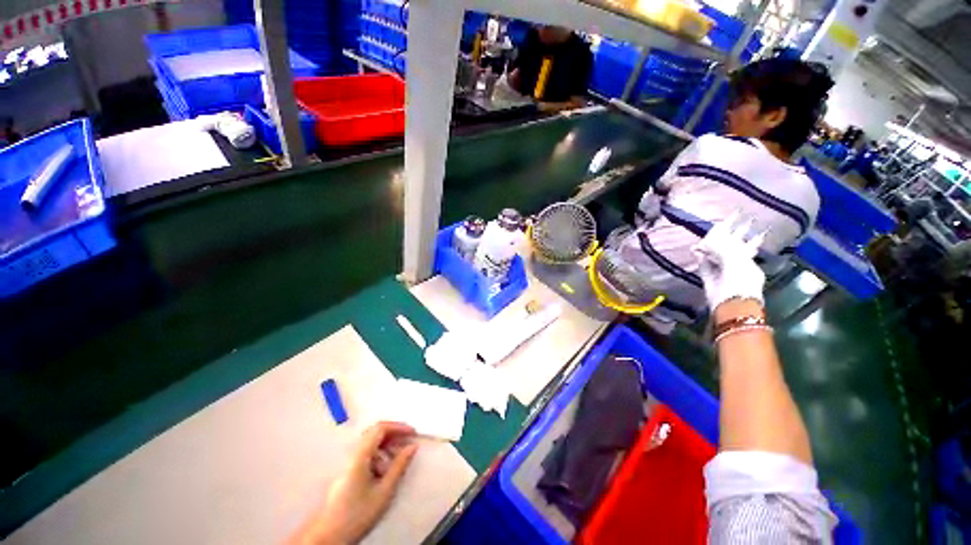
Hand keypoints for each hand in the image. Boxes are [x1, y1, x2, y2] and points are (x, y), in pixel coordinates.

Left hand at [287, 422, 417, 544]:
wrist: (329, 536)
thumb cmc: (357, 515)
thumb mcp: (384, 491)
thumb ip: (399, 466)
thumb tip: (412, 447)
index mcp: (360, 456)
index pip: (380, 428)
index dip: (398, 427)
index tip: (411, 433)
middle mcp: (352, 455)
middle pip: (375, 433)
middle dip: (393, 436)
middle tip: (407, 444)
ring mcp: (348, 463)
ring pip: (371, 444)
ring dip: (386, 448)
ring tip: (396, 462)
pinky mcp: (347, 471)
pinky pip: (366, 455)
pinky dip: (379, 457)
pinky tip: (384, 472)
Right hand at [692, 213, 766, 310]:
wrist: (731, 307)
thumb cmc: (739, 283)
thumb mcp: (735, 262)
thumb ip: (722, 249)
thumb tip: (705, 243)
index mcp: (747, 260)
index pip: (743, 241)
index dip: (739, 228)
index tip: (737, 214)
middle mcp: (736, 264)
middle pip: (731, 247)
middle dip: (728, 234)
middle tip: (726, 220)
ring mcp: (722, 272)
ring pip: (717, 257)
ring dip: (711, 247)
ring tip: (706, 237)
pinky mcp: (710, 280)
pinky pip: (704, 267)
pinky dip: (700, 259)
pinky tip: (695, 251)